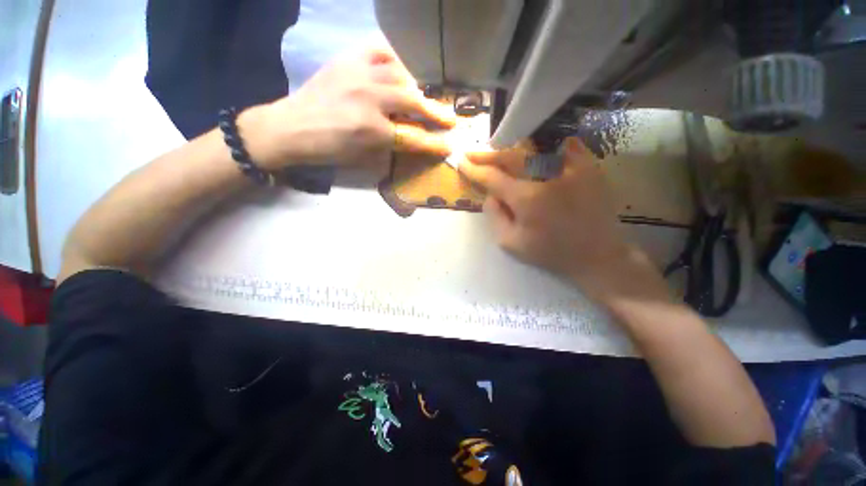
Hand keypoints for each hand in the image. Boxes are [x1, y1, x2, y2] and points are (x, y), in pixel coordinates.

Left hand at [240, 48, 456, 173]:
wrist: (292, 127)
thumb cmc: (329, 150)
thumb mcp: (363, 158)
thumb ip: (391, 148)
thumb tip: (414, 141)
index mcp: (372, 131)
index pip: (414, 138)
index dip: (434, 144)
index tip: (448, 145)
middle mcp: (370, 99)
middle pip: (413, 103)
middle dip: (436, 113)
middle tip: (450, 118)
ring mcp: (359, 75)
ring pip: (401, 76)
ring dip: (416, 89)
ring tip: (420, 98)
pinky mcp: (348, 60)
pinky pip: (379, 51)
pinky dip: (394, 61)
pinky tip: (397, 71)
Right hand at [460, 137, 667, 301]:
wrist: (596, 255)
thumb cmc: (550, 253)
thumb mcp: (511, 243)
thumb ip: (494, 217)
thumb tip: (489, 194)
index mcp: (526, 198)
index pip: (493, 177)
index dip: (474, 169)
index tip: (461, 162)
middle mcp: (547, 177)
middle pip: (511, 157)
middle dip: (487, 154)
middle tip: (473, 153)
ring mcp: (570, 169)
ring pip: (534, 150)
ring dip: (513, 151)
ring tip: (500, 154)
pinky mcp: (589, 168)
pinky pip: (567, 148)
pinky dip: (551, 147)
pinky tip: (543, 150)